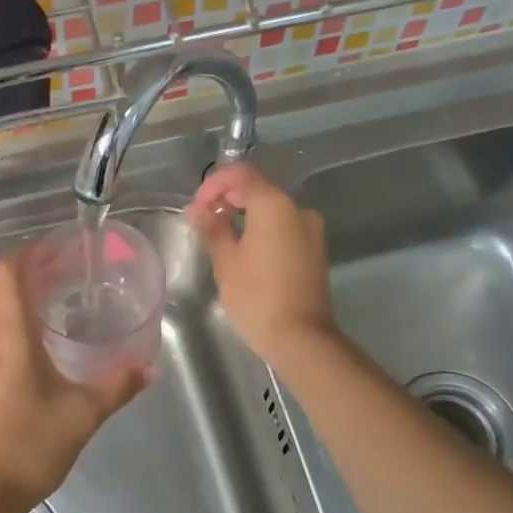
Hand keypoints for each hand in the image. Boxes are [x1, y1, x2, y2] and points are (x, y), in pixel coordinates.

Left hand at [0, 253, 147, 512]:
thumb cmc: (27, 447)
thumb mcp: (82, 415)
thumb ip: (118, 385)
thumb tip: (149, 367)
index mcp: (6, 334)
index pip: (6, 271)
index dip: (29, 253)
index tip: (58, 251)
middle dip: (24, 272)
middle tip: (61, 276)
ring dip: (9, 297)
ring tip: (48, 304)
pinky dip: (0, 321)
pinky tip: (28, 344)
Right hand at [188, 164, 336, 366]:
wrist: (301, 338)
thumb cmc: (257, 297)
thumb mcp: (226, 261)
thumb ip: (212, 228)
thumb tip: (197, 209)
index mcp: (274, 205)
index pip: (241, 174)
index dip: (214, 184)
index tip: (197, 207)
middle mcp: (298, 209)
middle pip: (259, 188)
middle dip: (228, 197)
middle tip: (204, 220)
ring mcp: (311, 230)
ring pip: (272, 209)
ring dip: (245, 214)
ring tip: (221, 236)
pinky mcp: (315, 249)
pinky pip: (284, 227)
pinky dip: (262, 229)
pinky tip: (245, 250)